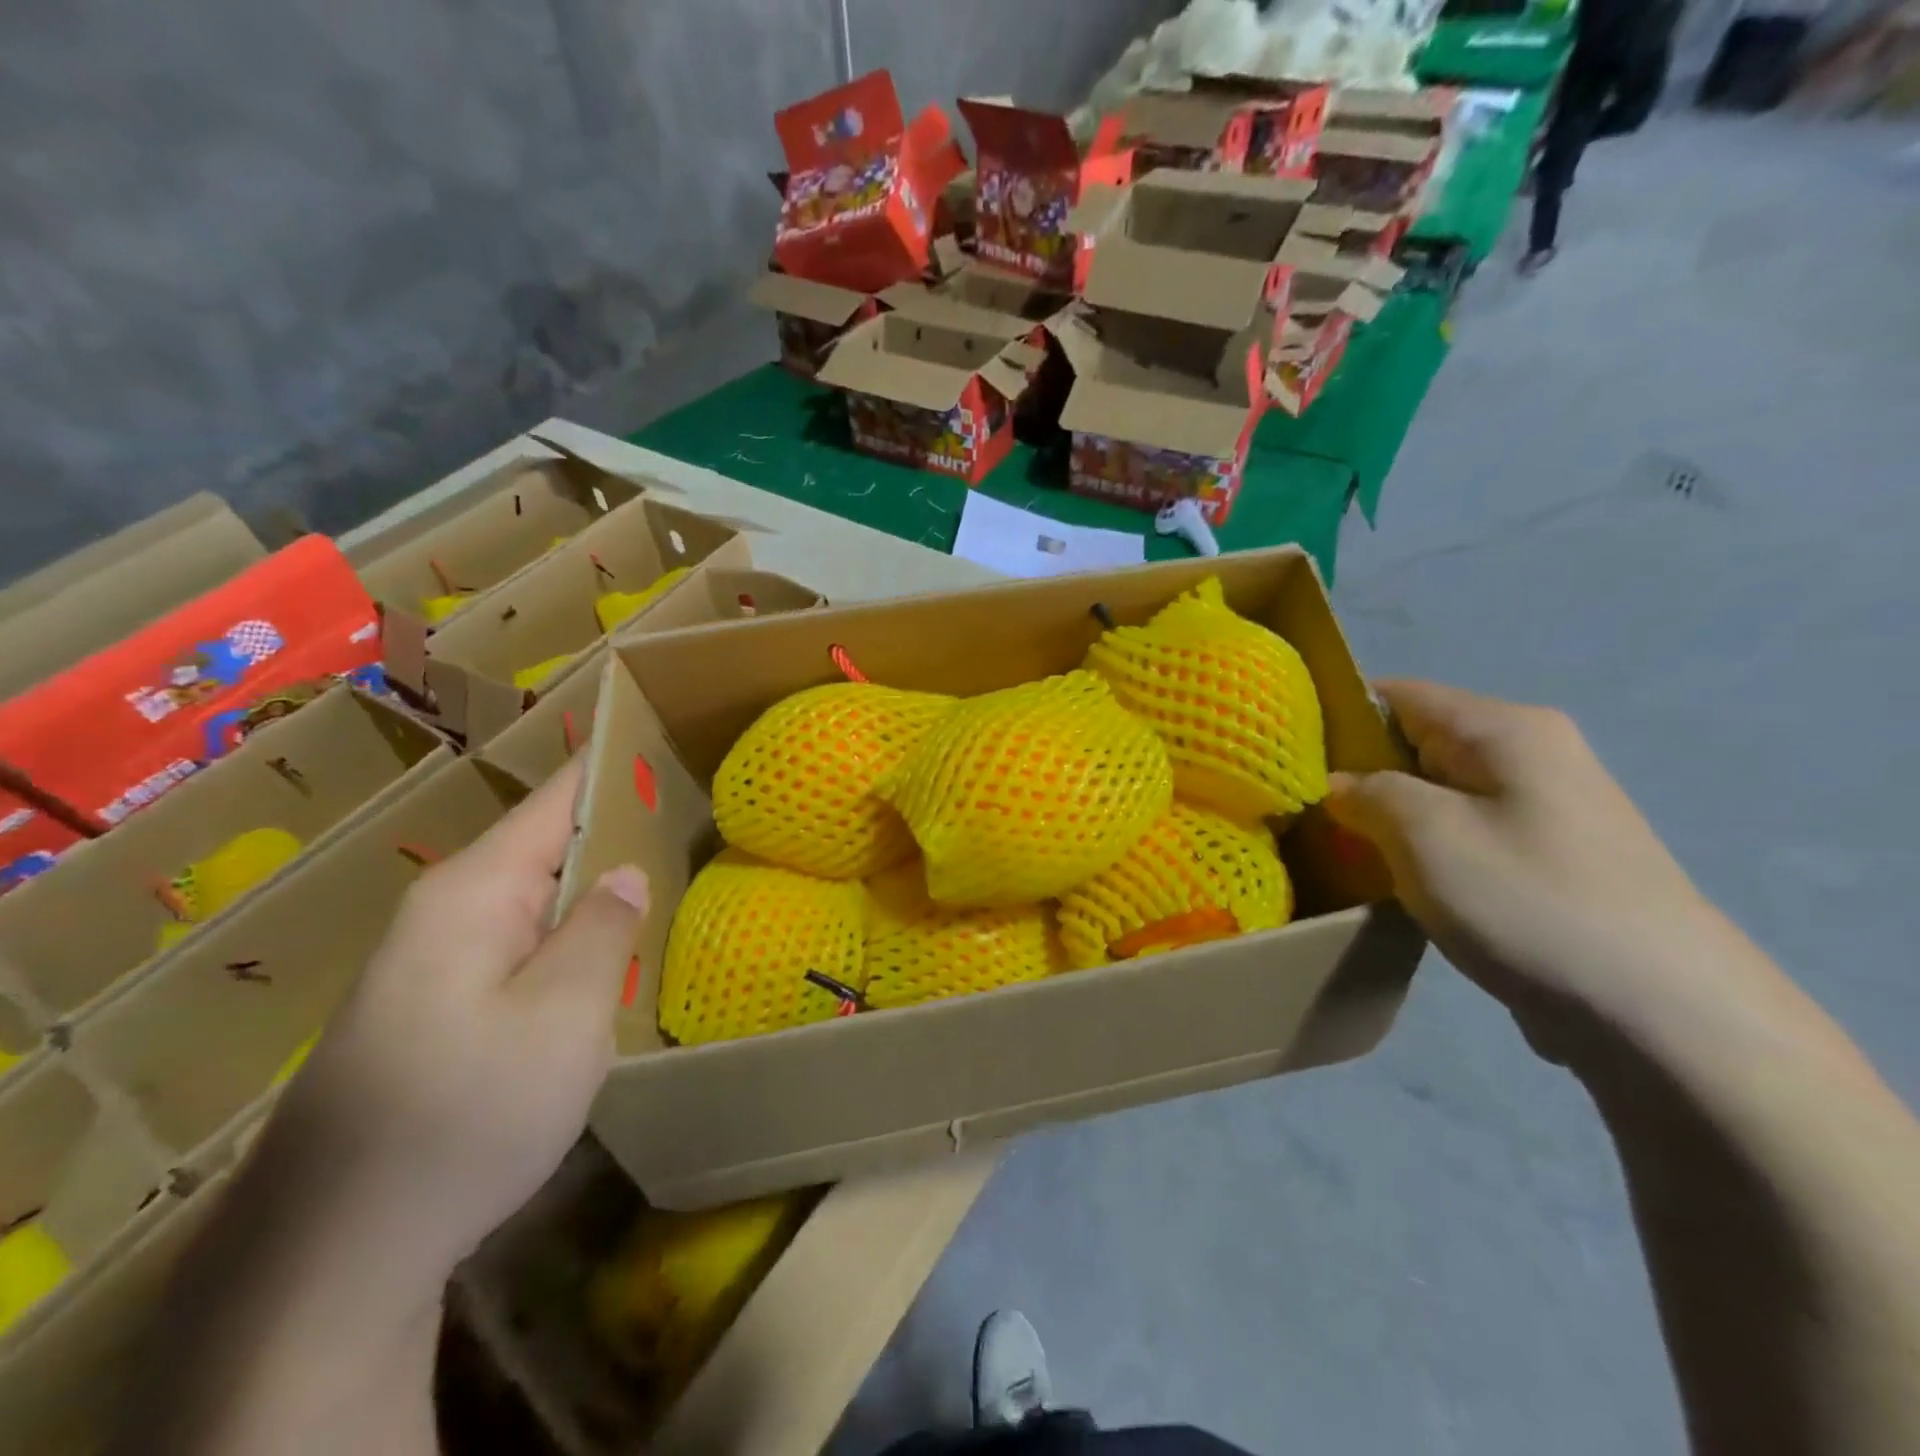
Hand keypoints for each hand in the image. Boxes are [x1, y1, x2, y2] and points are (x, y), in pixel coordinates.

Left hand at [264, 758, 648, 1281]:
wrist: (336, 1255)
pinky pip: (527, 945)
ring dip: (603, 889)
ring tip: (678, 876)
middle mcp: (451, 910)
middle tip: (703, 821)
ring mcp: (442, 961)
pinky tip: (619, 954)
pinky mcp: (446, 1007)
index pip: (560, 798)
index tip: (674, 743)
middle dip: (623, 831)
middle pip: (552, 845)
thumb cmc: (465, 1116)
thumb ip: (603, 929)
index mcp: (476, 891)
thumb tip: (628, 870)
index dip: (618, 768)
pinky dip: (579, 937)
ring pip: (543, 899)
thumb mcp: (563, 1017)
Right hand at [1326, 680, 1717, 1053]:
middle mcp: (1530, 754)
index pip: (1395, 695)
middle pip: (1415, 743)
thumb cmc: (1529, 901)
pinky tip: (1393, 882)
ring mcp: (1543, 809)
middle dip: (1357, 775)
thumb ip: (1367, 792)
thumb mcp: (1424, 833)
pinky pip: (1462, 834)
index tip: (1285, 760)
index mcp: (1504, 729)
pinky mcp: (1546, 860)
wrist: (1662, 1014)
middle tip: (1304, 813)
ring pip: (1435, 794)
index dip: (1335, 719)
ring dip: (1387, 818)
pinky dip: (1421, 849)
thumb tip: (1339, 785)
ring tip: (1340, 849)